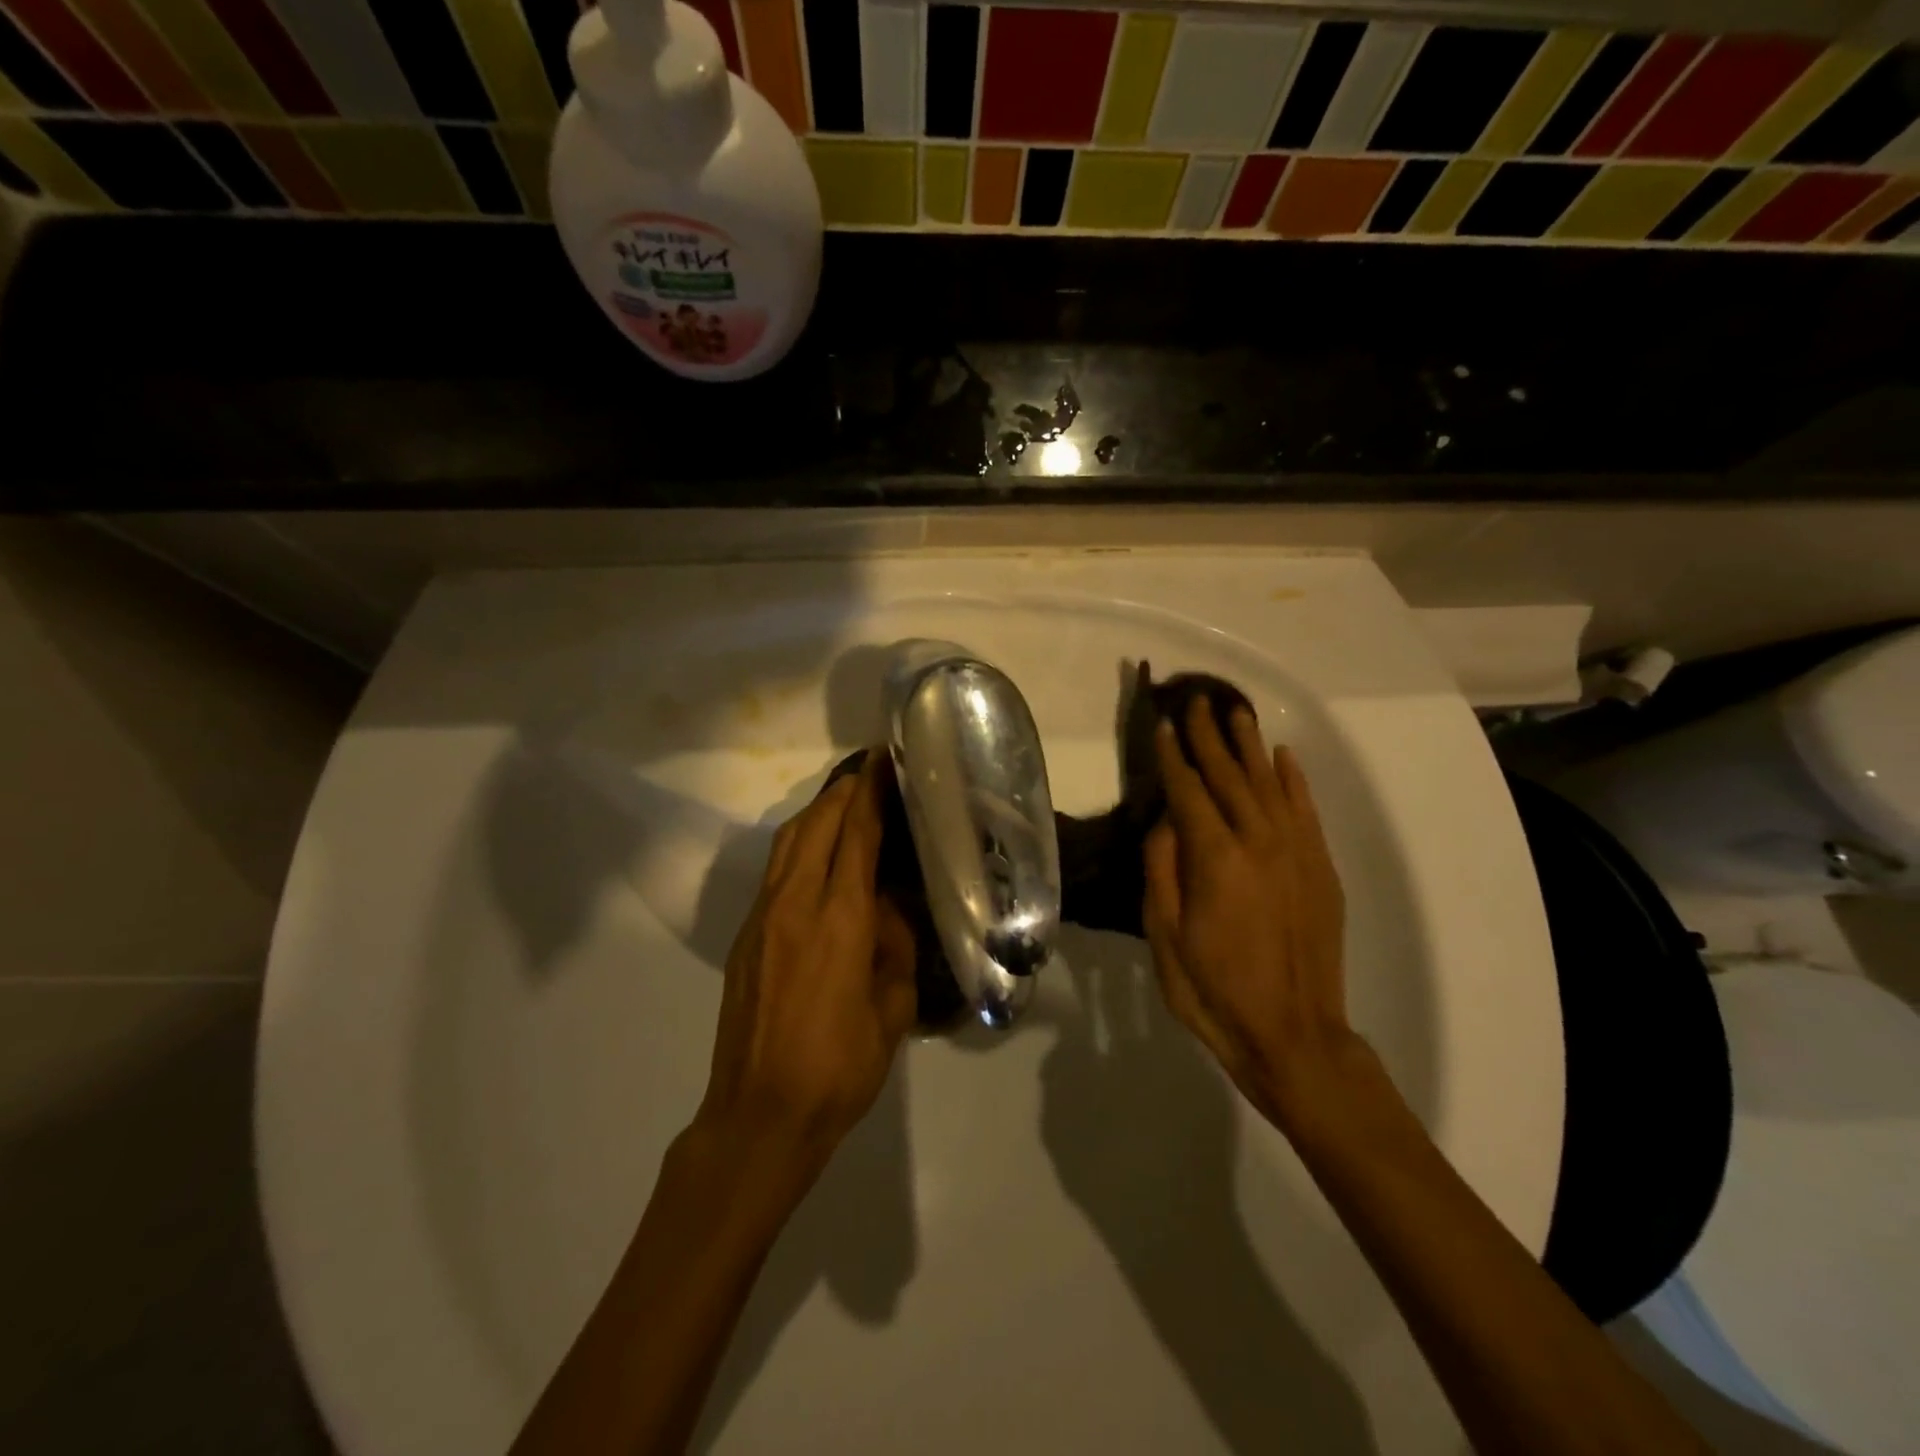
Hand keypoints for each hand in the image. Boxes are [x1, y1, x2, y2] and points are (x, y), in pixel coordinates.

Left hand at [697, 751, 917, 1161]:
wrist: (759, 1114)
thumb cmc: (839, 1068)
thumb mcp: (891, 1009)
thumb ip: (894, 945)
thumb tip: (889, 906)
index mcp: (837, 919)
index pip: (856, 834)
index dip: (870, 792)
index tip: (884, 760)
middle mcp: (794, 904)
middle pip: (816, 824)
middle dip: (844, 791)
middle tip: (872, 773)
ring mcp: (762, 918)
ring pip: (788, 842)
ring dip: (817, 813)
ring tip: (846, 802)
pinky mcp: (746, 935)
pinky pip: (775, 870)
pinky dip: (800, 845)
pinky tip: (818, 855)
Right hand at [1142, 697, 1360, 1129]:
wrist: (1292, 1035)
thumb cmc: (1213, 990)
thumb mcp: (1164, 935)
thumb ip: (1162, 869)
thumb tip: (1165, 820)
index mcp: (1215, 859)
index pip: (1188, 791)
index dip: (1172, 756)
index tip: (1162, 723)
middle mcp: (1259, 842)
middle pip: (1229, 776)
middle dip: (1209, 736)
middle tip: (1197, 700)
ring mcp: (1296, 852)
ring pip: (1269, 784)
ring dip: (1250, 745)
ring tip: (1237, 712)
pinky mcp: (1321, 868)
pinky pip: (1306, 810)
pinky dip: (1294, 779)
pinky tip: (1283, 756)